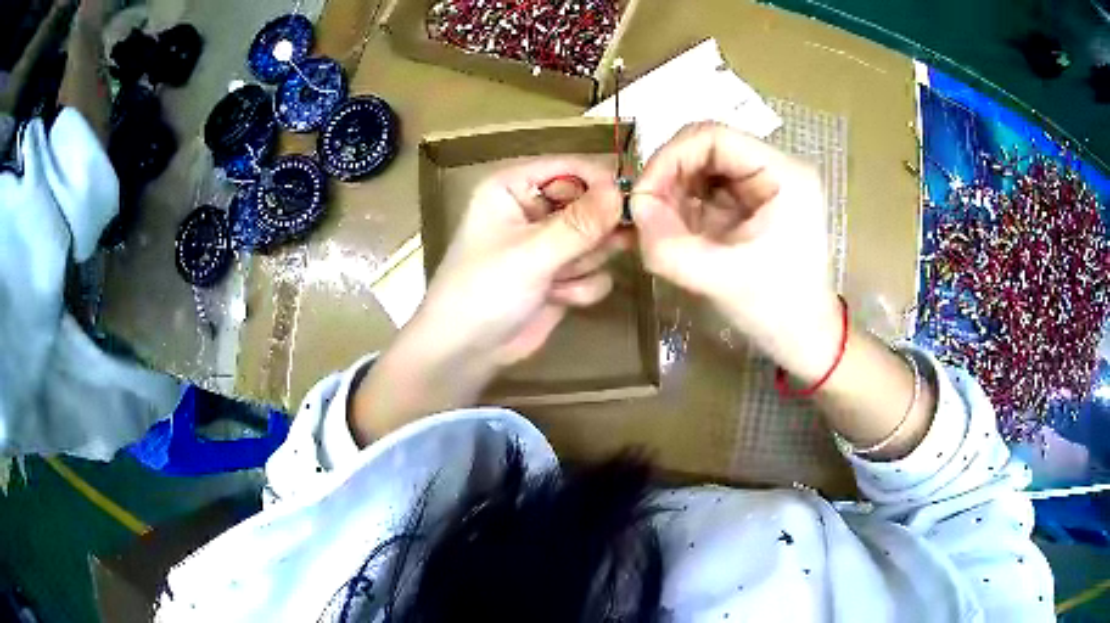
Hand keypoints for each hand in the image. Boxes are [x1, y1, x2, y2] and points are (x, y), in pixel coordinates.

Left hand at [351, 158, 624, 442]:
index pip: (570, 168)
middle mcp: (534, 210)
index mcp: (514, 188)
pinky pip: (596, 271)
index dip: (601, 183)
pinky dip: (582, 287)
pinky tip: (558, 298)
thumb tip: (621, 192)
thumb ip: (580, 224)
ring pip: (599, 240)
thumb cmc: (483, 292)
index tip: (630, 203)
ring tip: (558, 281)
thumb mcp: (530, 254)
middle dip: (595, 233)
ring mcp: (550, 244)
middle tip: (596, 250)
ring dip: (585, 264)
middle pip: (591, 204)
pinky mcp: (562, 275)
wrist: (466, 352)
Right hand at [631, 123, 840, 380]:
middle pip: (705, 148)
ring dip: (674, 194)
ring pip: (702, 168)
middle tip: (647, 216)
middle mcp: (775, 168)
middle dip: (669, 178)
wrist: (805, 341)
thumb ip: (670, 245)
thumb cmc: (778, 311)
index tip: (643, 196)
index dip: (669, 158)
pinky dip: (684, 208)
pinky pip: (707, 191)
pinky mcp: (753, 204)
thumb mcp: (721, 279)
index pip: (713, 137)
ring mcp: (764, 185)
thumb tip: (635, 208)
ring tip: (661, 229)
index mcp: (783, 174)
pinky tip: (677, 233)